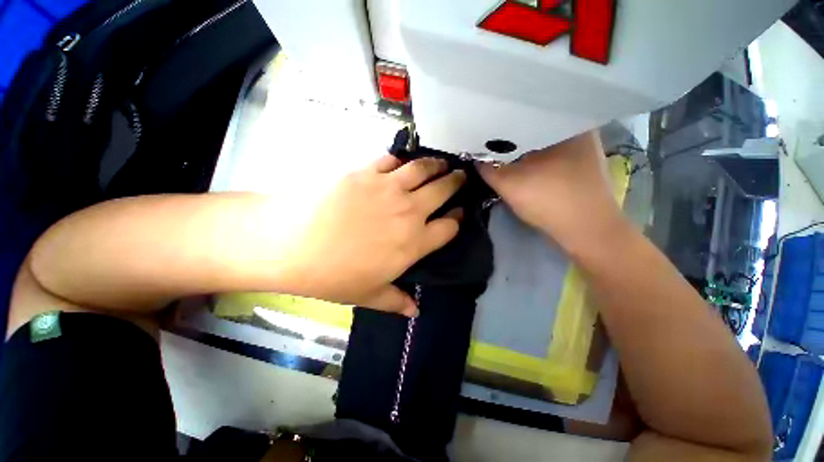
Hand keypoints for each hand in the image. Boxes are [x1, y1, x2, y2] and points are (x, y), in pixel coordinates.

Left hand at [283, 155, 465, 316]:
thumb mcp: (368, 295)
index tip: (460, 213)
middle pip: (443, 191)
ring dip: (436, 165)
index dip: (458, 219)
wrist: (294, 244)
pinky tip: (402, 161)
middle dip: (455, 183)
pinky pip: (392, 160)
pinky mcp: (367, 172)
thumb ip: (396, 301)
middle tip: (461, 177)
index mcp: (414, 242)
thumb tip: (414, 313)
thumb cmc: (334, 275)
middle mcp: (409, 211)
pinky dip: (401, 160)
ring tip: (442, 163)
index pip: (448, 227)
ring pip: (423, 169)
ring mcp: (389, 188)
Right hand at [478, 132, 622, 251]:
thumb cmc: (551, 202)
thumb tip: (473, 155)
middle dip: (509, 135)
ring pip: (540, 140)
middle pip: (533, 125)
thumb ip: (487, 168)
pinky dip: (532, 156)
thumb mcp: (510, 184)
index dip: (500, 121)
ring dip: (520, 147)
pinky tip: (519, 162)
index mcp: (565, 123)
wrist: (587, 231)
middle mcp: (577, 128)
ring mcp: (580, 146)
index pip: (525, 113)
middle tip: (487, 140)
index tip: (481, 129)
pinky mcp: (578, 163)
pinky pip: (548, 151)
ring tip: (498, 149)